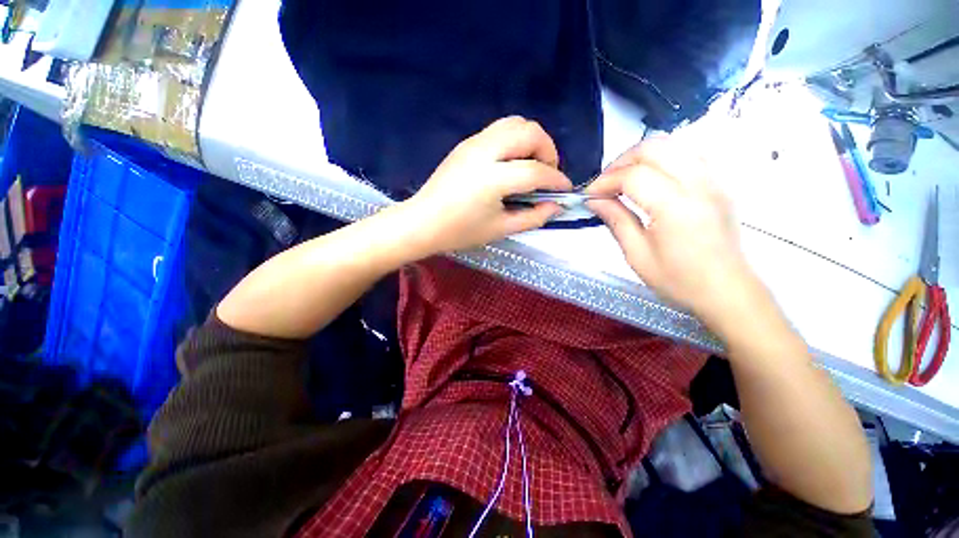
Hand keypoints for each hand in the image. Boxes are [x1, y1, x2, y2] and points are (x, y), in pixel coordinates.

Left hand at [402, 116, 572, 253]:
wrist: (423, 222)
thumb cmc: (460, 231)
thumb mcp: (500, 229)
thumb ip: (532, 217)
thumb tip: (556, 207)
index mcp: (492, 178)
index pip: (535, 171)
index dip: (556, 180)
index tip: (565, 190)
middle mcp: (484, 151)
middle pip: (529, 131)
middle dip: (547, 150)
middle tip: (547, 175)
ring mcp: (473, 143)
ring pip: (514, 123)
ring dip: (531, 141)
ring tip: (532, 167)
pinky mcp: (466, 143)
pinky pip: (499, 130)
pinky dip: (515, 141)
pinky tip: (512, 164)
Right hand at [586, 137, 756, 318]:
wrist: (727, 291)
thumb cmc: (678, 280)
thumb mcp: (637, 255)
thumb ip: (616, 220)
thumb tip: (594, 200)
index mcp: (675, 207)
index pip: (633, 176)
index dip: (605, 181)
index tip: (589, 195)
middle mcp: (698, 184)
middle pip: (654, 148)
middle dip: (621, 161)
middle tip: (605, 183)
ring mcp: (713, 180)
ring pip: (673, 145)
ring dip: (641, 157)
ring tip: (624, 179)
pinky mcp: (719, 184)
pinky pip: (688, 155)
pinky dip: (663, 159)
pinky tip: (652, 180)